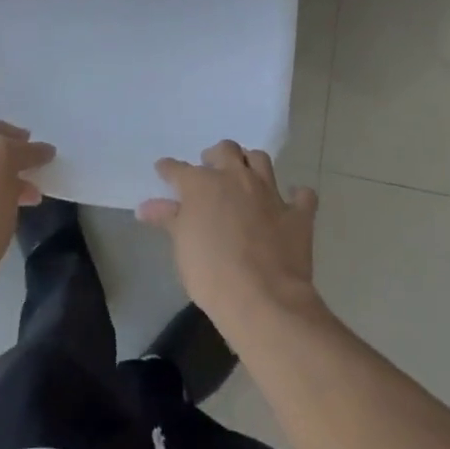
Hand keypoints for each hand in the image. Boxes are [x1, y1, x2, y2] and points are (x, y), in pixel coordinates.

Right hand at [139, 141, 321, 334]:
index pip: (178, 168)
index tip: (164, 171)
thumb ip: (168, 219)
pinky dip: (296, 195)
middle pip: (226, 150)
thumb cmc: (210, 272)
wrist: (262, 298)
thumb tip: (146, 206)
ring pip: (261, 160)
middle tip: (210, 169)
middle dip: (216, 155)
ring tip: (245, 175)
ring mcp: (269, 193)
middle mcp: (236, 178)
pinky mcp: (297, 214)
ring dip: (251, 163)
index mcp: (202, 184)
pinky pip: (302, 195)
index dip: (169, 169)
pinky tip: (291, 201)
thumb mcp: (181, 245)